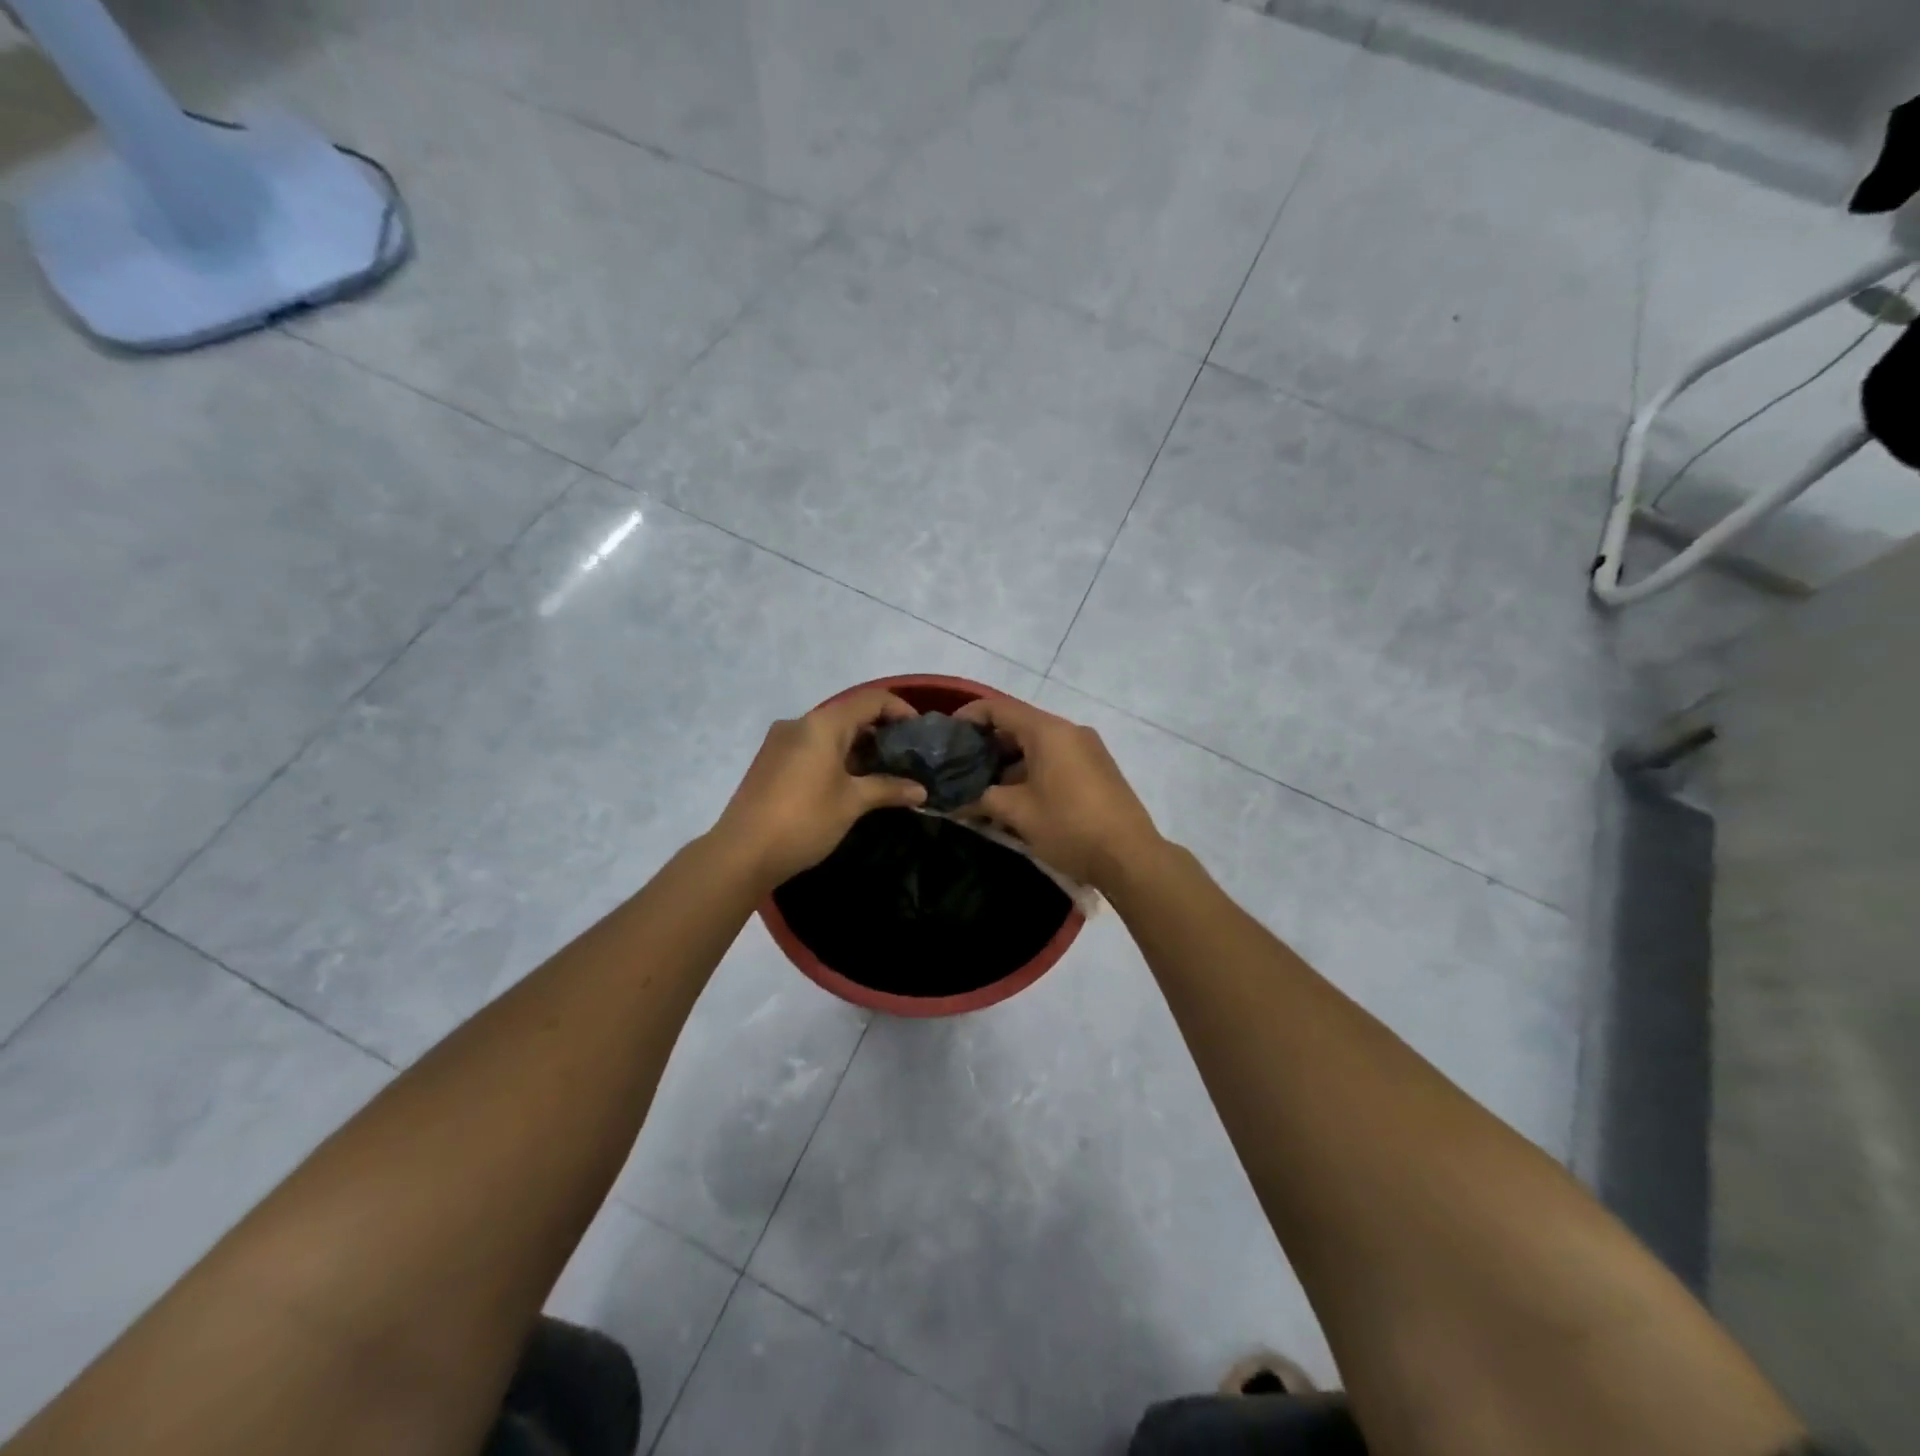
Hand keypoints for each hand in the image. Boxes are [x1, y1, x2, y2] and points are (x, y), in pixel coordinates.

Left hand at [713, 689, 927, 889]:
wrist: (742, 853)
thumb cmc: (804, 820)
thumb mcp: (853, 803)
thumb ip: (889, 789)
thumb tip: (921, 792)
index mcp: (822, 724)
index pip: (871, 700)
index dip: (900, 710)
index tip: (920, 735)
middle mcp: (799, 723)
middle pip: (849, 714)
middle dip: (880, 732)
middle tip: (905, 758)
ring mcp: (780, 742)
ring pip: (829, 733)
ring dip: (858, 747)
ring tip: (882, 773)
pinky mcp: (770, 762)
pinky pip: (811, 748)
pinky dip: (835, 757)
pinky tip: (849, 783)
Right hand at [954, 697, 1164, 890]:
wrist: (1131, 856)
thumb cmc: (1069, 826)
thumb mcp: (1018, 813)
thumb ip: (981, 799)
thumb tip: (952, 801)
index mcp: (1049, 731)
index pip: (998, 708)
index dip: (968, 717)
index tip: (946, 736)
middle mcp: (1070, 731)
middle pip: (1018, 726)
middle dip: (987, 747)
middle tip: (960, 769)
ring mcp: (1088, 750)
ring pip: (1037, 747)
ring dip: (1009, 765)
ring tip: (983, 791)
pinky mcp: (1097, 770)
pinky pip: (1056, 761)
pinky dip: (1032, 773)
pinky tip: (1016, 801)